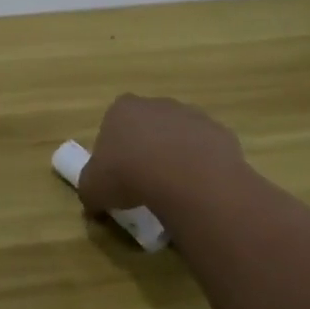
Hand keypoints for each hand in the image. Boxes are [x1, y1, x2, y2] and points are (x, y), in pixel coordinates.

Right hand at [77, 94, 244, 216]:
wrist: (186, 178)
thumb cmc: (128, 175)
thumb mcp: (93, 189)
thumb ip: (90, 191)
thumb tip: (94, 203)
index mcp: (121, 109)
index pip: (113, 123)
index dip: (114, 149)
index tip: (117, 173)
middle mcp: (156, 104)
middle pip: (148, 126)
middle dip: (147, 148)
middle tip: (145, 182)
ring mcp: (191, 115)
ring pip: (179, 136)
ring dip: (176, 156)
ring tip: (174, 189)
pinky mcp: (219, 132)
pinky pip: (206, 150)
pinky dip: (202, 166)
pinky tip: (198, 189)